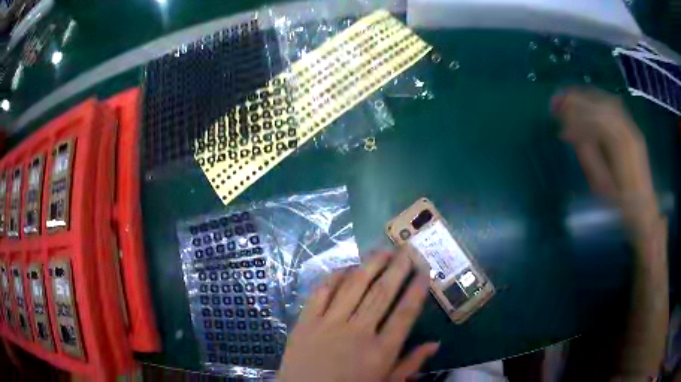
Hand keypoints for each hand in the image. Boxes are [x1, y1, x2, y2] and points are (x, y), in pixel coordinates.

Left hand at [277, 251, 438, 381]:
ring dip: (370, 265)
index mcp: (380, 351)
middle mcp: (358, 332)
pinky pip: (322, 292)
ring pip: (354, 286)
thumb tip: (435, 344)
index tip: (425, 269)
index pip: (405, 313)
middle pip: (382, 293)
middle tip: (408, 249)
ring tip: (383, 250)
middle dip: (398, 268)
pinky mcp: (306, 321)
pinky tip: (347, 267)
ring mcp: (329, 324)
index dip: (417, 289)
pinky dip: (335, 276)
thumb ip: (410, 364)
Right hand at [551, 87, 658, 234]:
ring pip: (608, 102)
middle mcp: (628, 131)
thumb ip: (586, 155)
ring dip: (588, 97)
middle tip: (558, 100)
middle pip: (601, 105)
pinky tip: (590, 104)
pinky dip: (600, 103)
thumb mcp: (600, 185)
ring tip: (571, 97)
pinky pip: (615, 109)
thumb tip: (570, 134)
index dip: (574, 114)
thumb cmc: (621, 205)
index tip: (557, 114)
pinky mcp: (634, 132)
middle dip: (577, 99)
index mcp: (621, 147)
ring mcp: (633, 129)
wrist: (644, 210)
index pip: (594, 118)